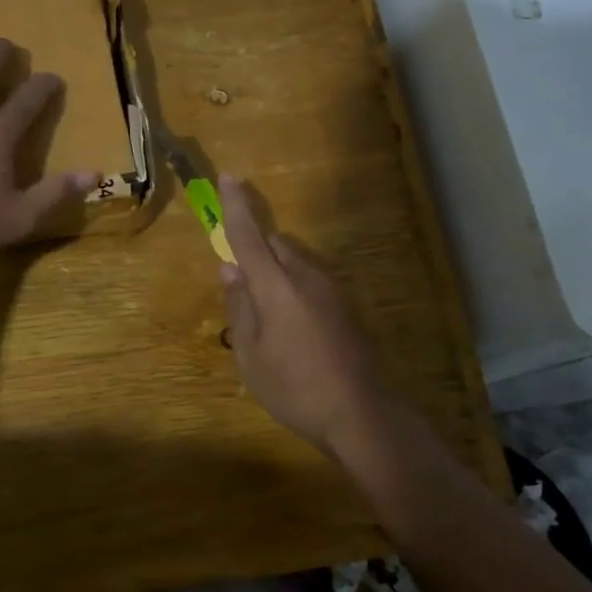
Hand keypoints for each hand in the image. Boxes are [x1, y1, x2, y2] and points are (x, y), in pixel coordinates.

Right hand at [218, 175, 392, 461]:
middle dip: (256, 250)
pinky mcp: (347, 307)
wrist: (364, 415)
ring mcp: (333, 290)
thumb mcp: (251, 355)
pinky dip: (294, 288)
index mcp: (277, 286)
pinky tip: (294, 329)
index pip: (249, 236)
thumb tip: (229, 270)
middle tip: (242, 285)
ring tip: (268, 318)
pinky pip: (312, 281)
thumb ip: (239, 307)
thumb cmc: (295, 388)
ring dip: (277, 272)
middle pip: (276, 245)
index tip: (228, 176)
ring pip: (296, 262)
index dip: (236, 206)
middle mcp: (307, 277)